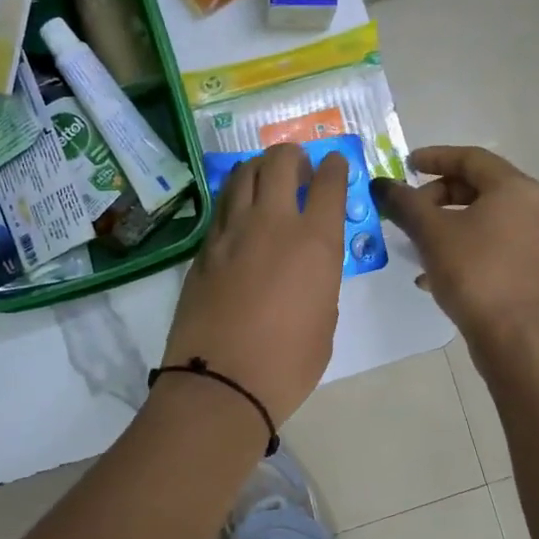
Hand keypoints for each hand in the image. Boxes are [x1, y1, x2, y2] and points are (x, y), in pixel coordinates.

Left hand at [162, 144, 350, 425]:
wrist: (221, 383)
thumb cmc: (288, 364)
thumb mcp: (325, 320)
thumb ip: (321, 280)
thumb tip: (309, 267)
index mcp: (316, 242)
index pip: (329, 183)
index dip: (335, 168)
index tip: (335, 165)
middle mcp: (273, 224)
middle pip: (280, 162)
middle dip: (293, 155)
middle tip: (298, 168)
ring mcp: (232, 232)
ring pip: (243, 175)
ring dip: (259, 168)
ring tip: (266, 180)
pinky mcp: (203, 249)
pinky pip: (222, 207)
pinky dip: (235, 198)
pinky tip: (240, 213)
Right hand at [373, 145, 538, 349]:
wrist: (513, 335)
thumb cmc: (474, 272)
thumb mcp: (431, 233)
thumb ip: (404, 203)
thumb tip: (380, 184)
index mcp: (513, 188)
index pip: (470, 157)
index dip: (434, 157)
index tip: (405, 164)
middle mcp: (527, 208)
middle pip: (474, 187)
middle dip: (434, 196)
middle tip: (407, 209)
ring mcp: (527, 239)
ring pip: (477, 219)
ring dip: (442, 224)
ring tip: (412, 241)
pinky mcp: (521, 268)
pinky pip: (483, 245)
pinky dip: (456, 248)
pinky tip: (428, 274)